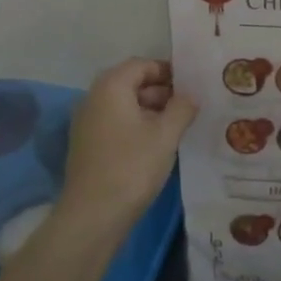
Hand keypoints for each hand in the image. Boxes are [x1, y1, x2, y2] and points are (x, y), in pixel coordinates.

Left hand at [56, 59, 196, 239]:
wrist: (93, 215)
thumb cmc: (132, 166)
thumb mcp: (166, 134)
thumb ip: (182, 108)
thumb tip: (190, 95)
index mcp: (111, 87)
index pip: (142, 65)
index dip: (168, 71)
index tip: (193, 85)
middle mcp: (94, 98)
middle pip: (132, 83)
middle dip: (162, 92)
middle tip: (191, 106)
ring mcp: (88, 123)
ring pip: (125, 106)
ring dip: (152, 111)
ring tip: (180, 126)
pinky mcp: (88, 145)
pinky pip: (117, 124)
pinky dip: (138, 126)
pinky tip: (159, 143)